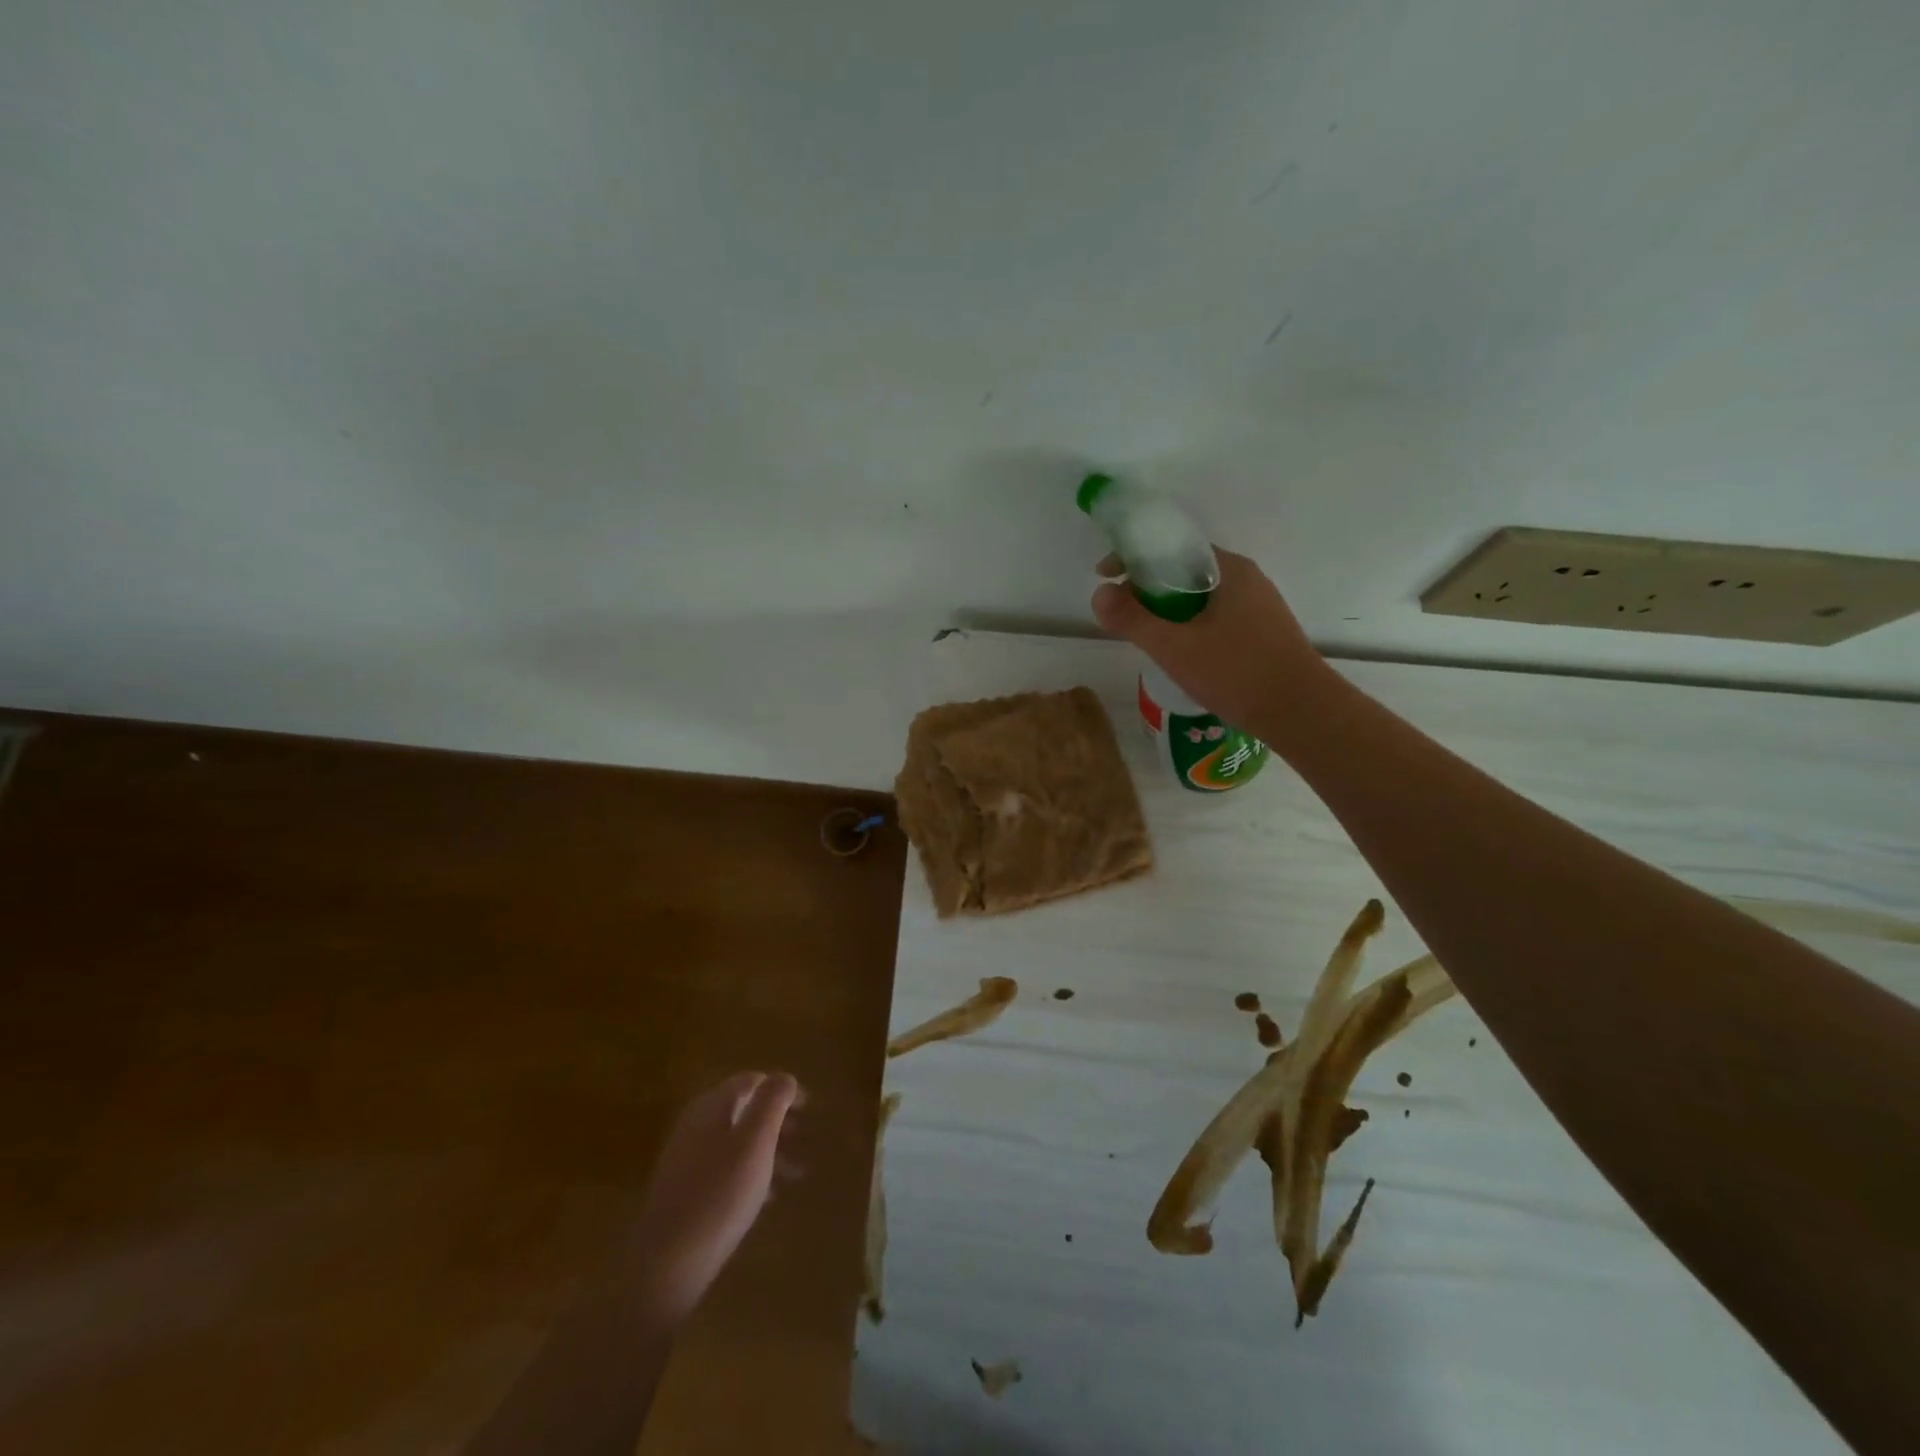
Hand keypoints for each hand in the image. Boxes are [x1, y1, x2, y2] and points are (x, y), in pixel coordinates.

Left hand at [628, 1071, 802, 1327]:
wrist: (666, 1264)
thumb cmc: (720, 1195)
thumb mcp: (756, 1141)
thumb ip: (772, 1101)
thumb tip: (784, 1077)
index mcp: (711, 1106)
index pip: (752, 1081)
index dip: (783, 1090)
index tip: (810, 1109)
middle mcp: (695, 1124)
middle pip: (744, 1110)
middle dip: (778, 1121)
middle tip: (806, 1139)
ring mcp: (686, 1158)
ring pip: (736, 1141)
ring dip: (768, 1149)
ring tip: (796, 1173)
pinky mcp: (684, 1191)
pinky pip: (725, 1168)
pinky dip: (750, 1172)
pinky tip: (767, 1196)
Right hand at [1092, 548, 1322, 733]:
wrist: (1302, 713)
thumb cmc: (1237, 673)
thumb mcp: (1174, 647)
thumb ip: (1133, 619)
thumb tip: (1099, 594)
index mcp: (1228, 569)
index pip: (1171, 547)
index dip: (1133, 558)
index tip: (1105, 576)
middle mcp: (1245, 579)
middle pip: (1184, 571)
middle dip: (1148, 587)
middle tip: (1122, 612)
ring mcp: (1258, 606)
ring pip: (1199, 597)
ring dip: (1168, 609)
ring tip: (1146, 635)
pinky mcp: (1263, 632)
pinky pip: (1214, 616)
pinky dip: (1189, 624)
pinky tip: (1181, 652)